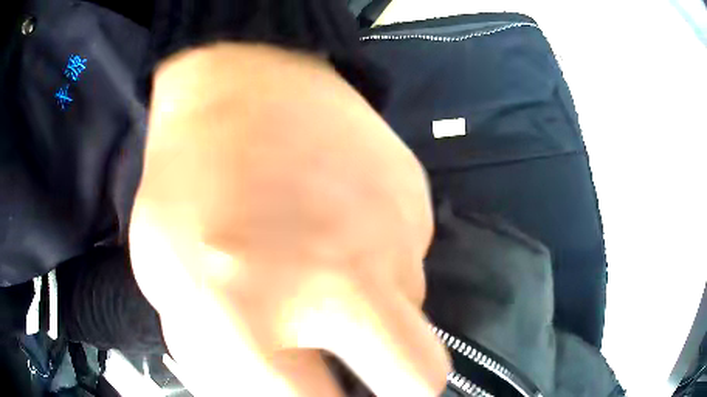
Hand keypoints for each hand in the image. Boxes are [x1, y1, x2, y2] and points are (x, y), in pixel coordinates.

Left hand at [129, 43, 449, 395]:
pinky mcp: (415, 196)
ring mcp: (389, 232)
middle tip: (378, 382)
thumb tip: (266, 390)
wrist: (243, 77)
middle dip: (406, 393)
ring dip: (379, 316)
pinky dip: (382, 263)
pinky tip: (346, 224)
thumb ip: (214, 353)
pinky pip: (410, 259)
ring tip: (334, 273)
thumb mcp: (163, 276)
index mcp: (240, 308)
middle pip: (418, 378)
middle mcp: (335, 280)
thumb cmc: (184, 177)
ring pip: (413, 314)